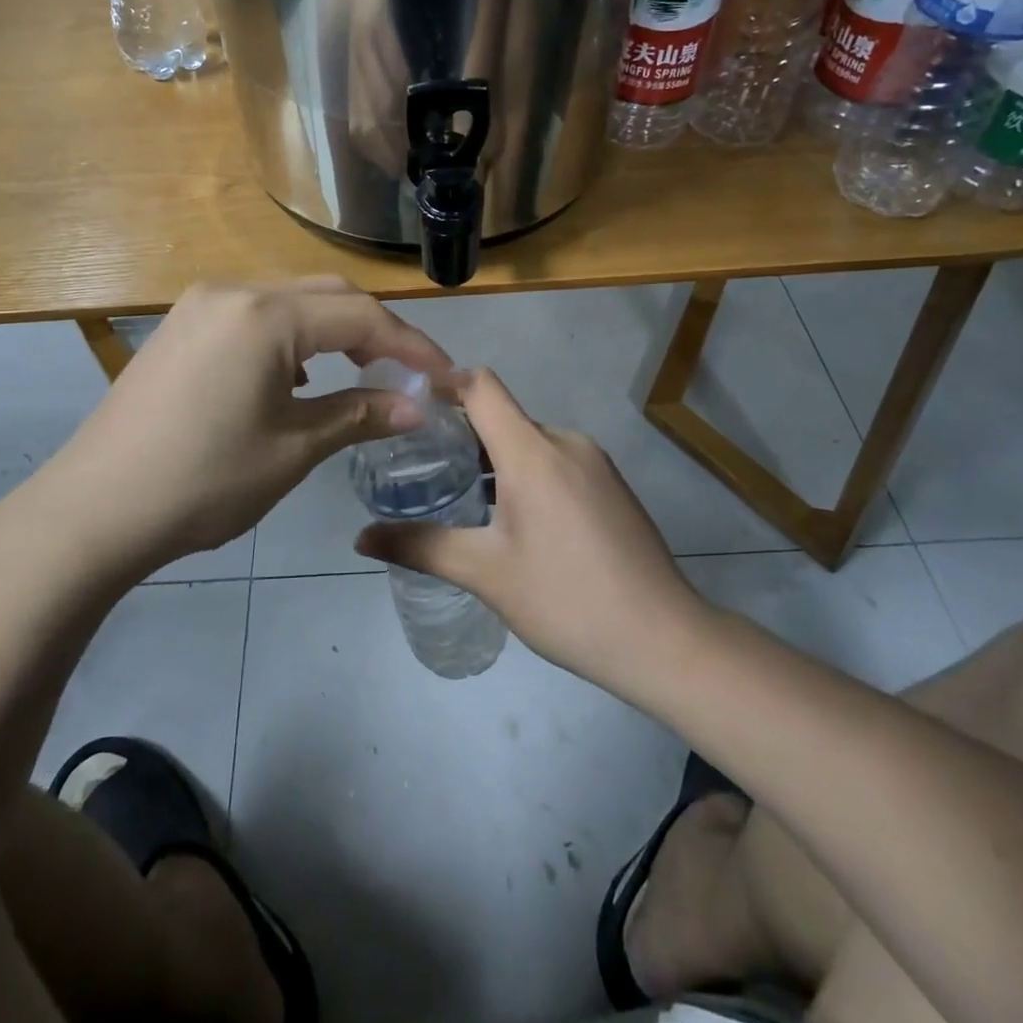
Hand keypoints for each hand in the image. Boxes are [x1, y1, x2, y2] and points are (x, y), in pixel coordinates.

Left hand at [23, 279, 450, 579]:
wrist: (93, 511)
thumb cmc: (204, 481)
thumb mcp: (294, 448)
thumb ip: (360, 414)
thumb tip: (418, 406)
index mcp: (266, 316)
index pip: (362, 316)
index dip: (411, 346)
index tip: (446, 377)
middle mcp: (233, 292)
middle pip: (327, 296)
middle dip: (376, 331)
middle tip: (409, 374)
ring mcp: (200, 305)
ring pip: (290, 301)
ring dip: (333, 330)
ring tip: (360, 372)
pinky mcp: (181, 327)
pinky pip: (255, 315)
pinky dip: (292, 336)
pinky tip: (296, 375)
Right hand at [356, 369, 704, 690]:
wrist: (662, 638)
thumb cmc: (566, 598)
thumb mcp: (485, 573)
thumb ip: (419, 546)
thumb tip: (360, 537)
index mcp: (533, 450)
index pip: (481, 387)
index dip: (443, 383)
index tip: (408, 403)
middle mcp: (565, 442)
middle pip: (502, 417)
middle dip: (460, 436)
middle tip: (420, 467)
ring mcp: (594, 462)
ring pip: (529, 443)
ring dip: (493, 461)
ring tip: (459, 498)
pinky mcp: (610, 485)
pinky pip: (556, 462)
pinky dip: (525, 475)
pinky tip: (512, 521)